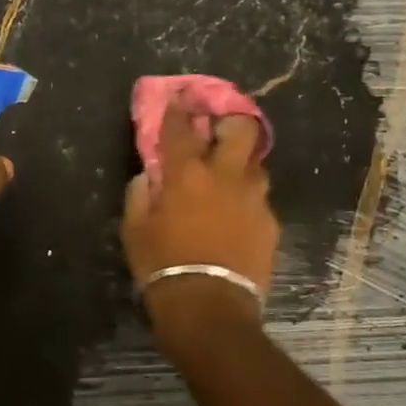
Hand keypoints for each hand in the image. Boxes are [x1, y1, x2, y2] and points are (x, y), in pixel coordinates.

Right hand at [122, 107, 276, 334]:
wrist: (209, 307)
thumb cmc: (162, 265)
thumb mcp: (135, 230)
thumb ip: (140, 195)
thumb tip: (148, 177)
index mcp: (186, 173)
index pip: (181, 127)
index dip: (178, 108)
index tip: (178, 97)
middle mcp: (226, 176)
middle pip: (241, 129)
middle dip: (230, 121)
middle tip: (218, 131)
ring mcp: (254, 199)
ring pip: (256, 165)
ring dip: (241, 165)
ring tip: (229, 180)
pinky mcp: (271, 223)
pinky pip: (260, 201)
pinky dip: (247, 201)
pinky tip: (237, 218)